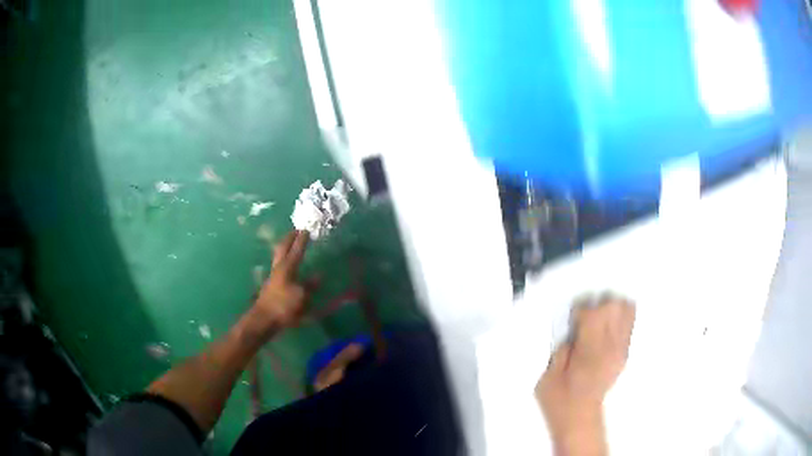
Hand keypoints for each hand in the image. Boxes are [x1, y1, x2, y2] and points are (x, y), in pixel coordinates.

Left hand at [253, 231, 310, 329]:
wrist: (264, 320)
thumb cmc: (283, 306)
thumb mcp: (302, 297)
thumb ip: (309, 286)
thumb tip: (318, 276)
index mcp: (287, 268)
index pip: (296, 250)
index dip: (302, 240)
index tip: (307, 229)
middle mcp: (278, 269)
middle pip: (282, 249)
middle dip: (289, 239)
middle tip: (295, 231)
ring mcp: (273, 277)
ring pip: (279, 258)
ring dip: (285, 250)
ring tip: (291, 245)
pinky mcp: (271, 286)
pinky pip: (280, 269)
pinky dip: (285, 263)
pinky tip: (290, 268)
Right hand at [535, 294, 634, 454]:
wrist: (579, 418)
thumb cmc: (560, 398)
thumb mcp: (549, 372)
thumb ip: (561, 345)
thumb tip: (573, 328)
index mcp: (590, 351)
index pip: (592, 312)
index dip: (580, 309)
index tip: (573, 317)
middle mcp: (611, 346)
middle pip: (615, 305)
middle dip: (600, 303)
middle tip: (587, 315)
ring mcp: (621, 349)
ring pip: (628, 310)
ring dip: (614, 307)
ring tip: (600, 317)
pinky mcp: (625, 353)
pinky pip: (630, 324)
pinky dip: (620, 318)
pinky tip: (607, 327)